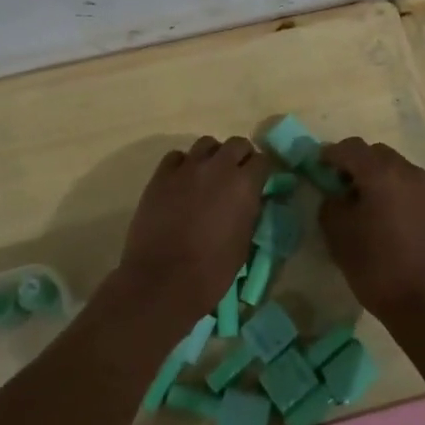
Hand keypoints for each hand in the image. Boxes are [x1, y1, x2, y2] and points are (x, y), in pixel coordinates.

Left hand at [112, 137, 265, 331]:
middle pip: (236, 144)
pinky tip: (182, 182)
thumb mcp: (243, 243)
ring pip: (206, 144)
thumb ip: (249, 213)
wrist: (162, 281)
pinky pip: (177, 157)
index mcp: (244, 185)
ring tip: (208, 176)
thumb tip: (249, 200)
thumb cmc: (210, 271)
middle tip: (237, 176)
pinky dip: (184, 165)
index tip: (260, 182)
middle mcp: (218, 167)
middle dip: (240, 157)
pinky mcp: (161, 175)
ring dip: (212, 156)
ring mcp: (187, 168)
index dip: (262, 171)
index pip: (263, 161)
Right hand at [318, 138, 424, 338]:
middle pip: (376, 154)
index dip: (331, 154)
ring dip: (378, 177)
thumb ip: (331, 204)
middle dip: (356, 163)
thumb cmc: (376, 266)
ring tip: (365, 204)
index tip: (318, 167)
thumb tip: (336, 195)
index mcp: (381, 173)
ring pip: (396, 169)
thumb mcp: (338, 234)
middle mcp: (408, 172)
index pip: (351, 148)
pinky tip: (388, 219)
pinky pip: (411, 188)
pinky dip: (395, 192)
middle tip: (340, 186)